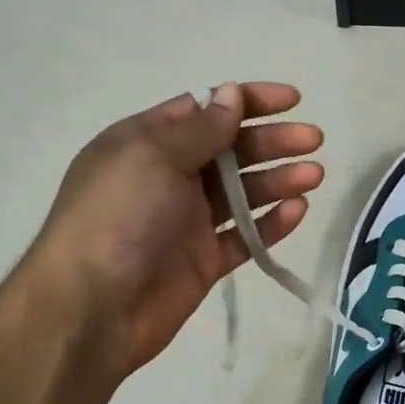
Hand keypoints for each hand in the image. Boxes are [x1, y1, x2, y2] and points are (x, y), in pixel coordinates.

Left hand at [25, 83, 323, 382]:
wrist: (90, 309)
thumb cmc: (116, 217)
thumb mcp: (152, 157)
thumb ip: (200, 129)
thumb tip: (230, 93)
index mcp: (147, 144)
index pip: (205, 110)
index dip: (248, 101)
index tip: (293, 100)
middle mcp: (169, 177)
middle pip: (231, 150)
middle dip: (272, 141)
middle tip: (313, 140)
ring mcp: (187, 221)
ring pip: (243, 193)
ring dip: (279, 179)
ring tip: (314, 175)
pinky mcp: (203, 261)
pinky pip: (245, 236)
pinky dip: (271, 223)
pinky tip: (298, 210)